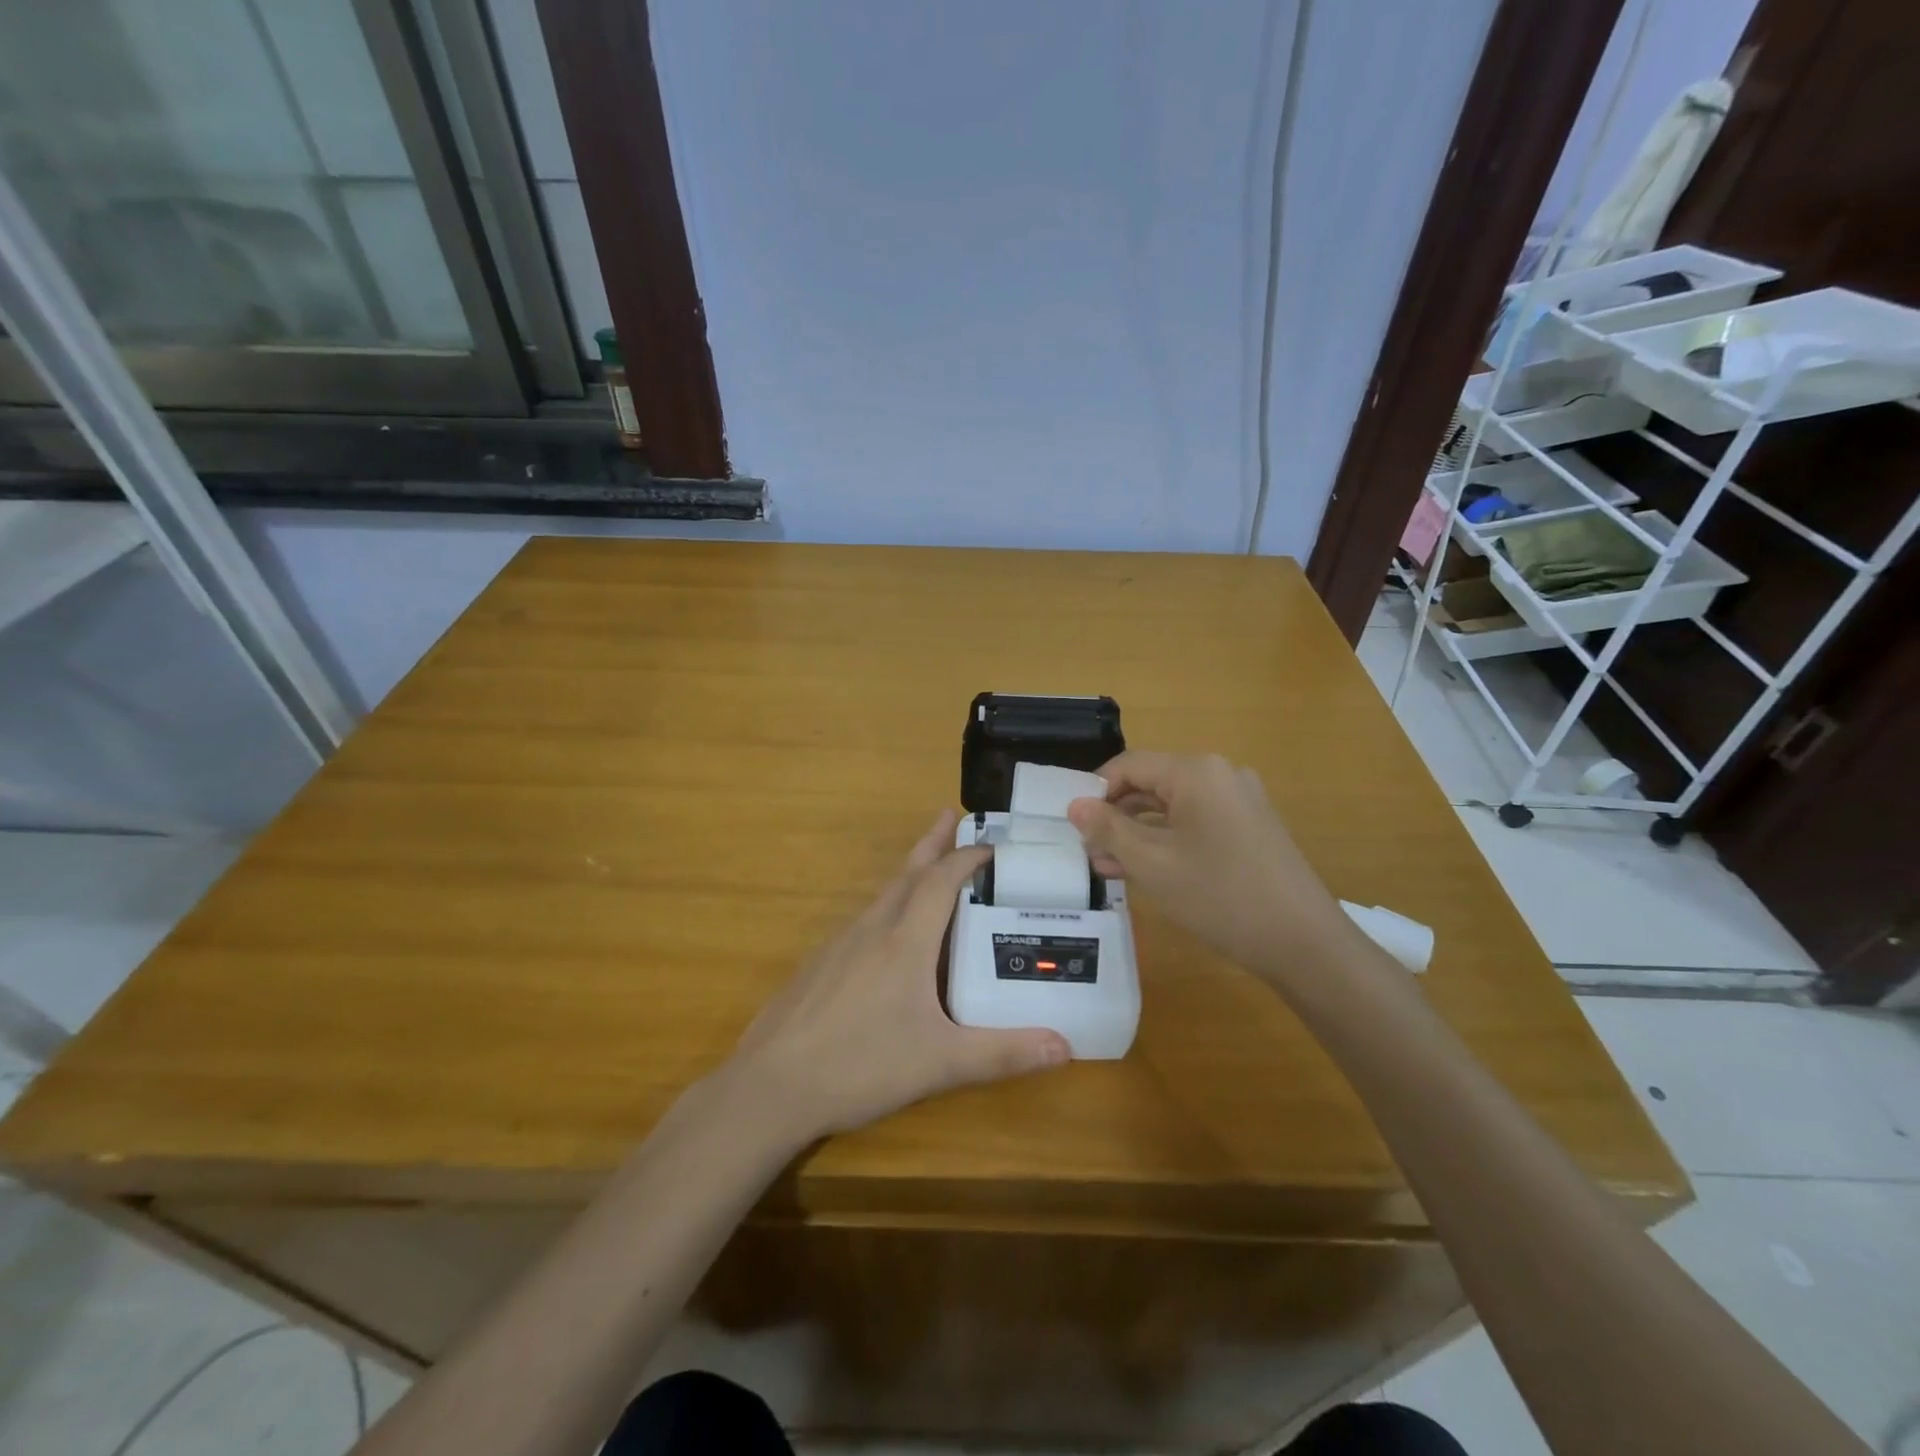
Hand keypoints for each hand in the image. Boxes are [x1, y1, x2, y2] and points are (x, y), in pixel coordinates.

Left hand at [729, 809, 1069, 1139]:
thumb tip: (1066, 1047)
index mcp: (905, 941)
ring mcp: (840, 944)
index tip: (995, 845)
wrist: (771, 1086)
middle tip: (953, 815)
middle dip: (934, 843)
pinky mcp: (821, 964)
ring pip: (883, 893)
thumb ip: (1003, 1053)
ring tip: (931, 866)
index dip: (969, 857)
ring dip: (911, 871)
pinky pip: (865, 918)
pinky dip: (889, 904)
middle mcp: (872, 929)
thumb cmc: (860, 1065)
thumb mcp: (940, 1064)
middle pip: (908, 871)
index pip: (941, 880)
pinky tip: (891, 932)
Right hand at [1066, 751, 1355, 983]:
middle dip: (1116, 816)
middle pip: (1151, 783)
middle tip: (1088, 851)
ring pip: (1172, 806)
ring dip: (1138, 832)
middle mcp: (1220, 774)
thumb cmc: (1220, 896)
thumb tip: (1075, 805)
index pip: (1129, 765)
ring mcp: (1240, 800)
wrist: (1304, 943)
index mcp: (1196, 771)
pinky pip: (1196, 822)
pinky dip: (1168, 840)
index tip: (1074, 826)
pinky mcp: (1251, 826)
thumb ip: (1108, 829)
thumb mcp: (1152, 864)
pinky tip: (1147, 870)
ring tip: (1110, 867)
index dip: (1095, 792)